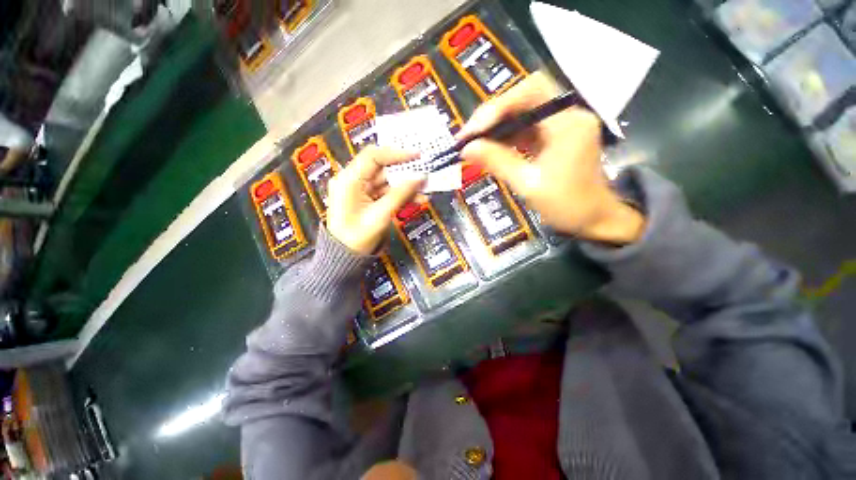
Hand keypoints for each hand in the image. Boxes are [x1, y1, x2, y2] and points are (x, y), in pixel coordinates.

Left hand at [327, 146, 423, 254]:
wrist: (344, 257)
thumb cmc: (357, 238)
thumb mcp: (380, 215)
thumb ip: (400, 194)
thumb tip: (420, 177)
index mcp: (349, 180)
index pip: (373, 156)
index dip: (396, 153)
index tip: (417, 156)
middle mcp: (353, 180)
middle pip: (382, 168)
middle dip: (404, 172)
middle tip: (424, 174)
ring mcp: (359, 189)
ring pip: (386, 181)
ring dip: (405, 185)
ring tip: (424, 191)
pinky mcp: (366, 198)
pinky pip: (385, 192)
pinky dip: (400, 195)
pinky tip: (415, 199)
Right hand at [458, 72, 644, 244]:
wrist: (594, 219)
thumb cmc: (566, 205)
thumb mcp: (528, 185)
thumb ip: (497, 162)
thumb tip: (467, 149)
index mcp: (568, 123)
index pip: (530, 92)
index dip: (497, 107)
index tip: (472, 131)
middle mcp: (568, 115)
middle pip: (525, 98)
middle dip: (494, 115)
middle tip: (470, 136)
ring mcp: (563, 125)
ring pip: (523, 112)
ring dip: (498, 126)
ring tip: (475, 143)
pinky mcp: (556, 136)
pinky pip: (527, 128)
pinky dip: (507, 136)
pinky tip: (491, 148)